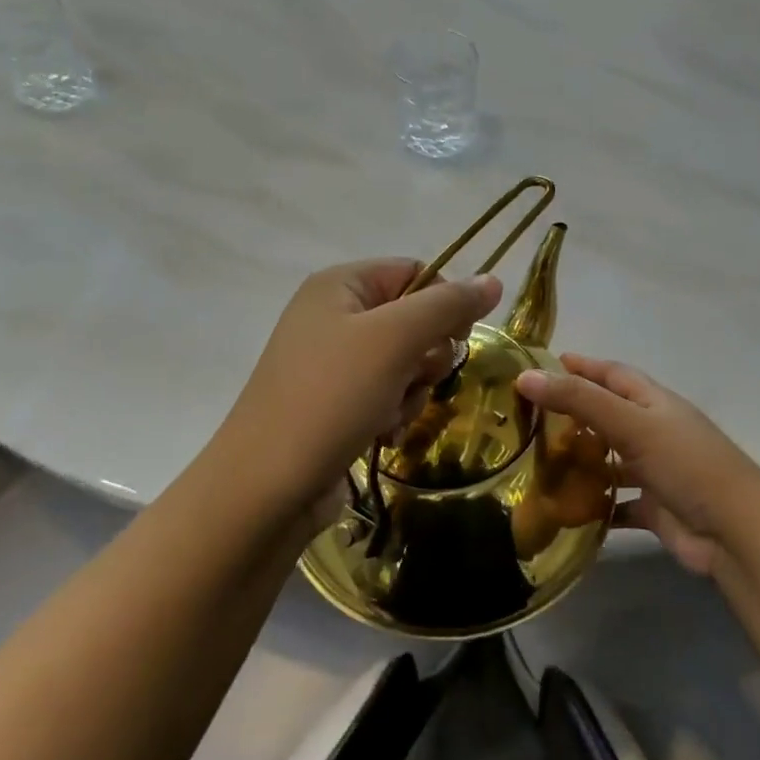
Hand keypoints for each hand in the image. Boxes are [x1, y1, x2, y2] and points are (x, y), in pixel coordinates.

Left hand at [216, 260, 502, 513]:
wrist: (267, 487)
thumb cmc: (331, 397)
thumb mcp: (394, 340)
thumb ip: (447, 305)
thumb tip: (493, 280)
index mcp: (340, 286)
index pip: (415, 272)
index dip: (445, 302)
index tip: (459, 338)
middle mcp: (333, 317)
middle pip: (413, 321)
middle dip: (425, 356)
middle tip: (414, 378)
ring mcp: (331, 364)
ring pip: (405, 364)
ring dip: (411, 392)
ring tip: (387, 414)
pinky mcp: (334, 405)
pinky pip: (386, 396)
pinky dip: (392, 415)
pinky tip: (379, 435)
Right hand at [515, 355, 759, 575]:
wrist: (735, 531)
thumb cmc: (685, 464)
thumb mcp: (631, 423)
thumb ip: (579, 400)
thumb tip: (525, 376)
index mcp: (654, 402)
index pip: (612, 374)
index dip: (582, 366)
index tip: (544, 364)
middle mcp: (654, 431)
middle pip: (608, 414)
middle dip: (573, 413)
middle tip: (528, 416)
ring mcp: (655, 470)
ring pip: (609, 459)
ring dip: (581, 460)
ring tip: (536, 461)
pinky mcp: (653, 507)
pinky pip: (616, 502)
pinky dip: (593, 504)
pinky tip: (563, 508)